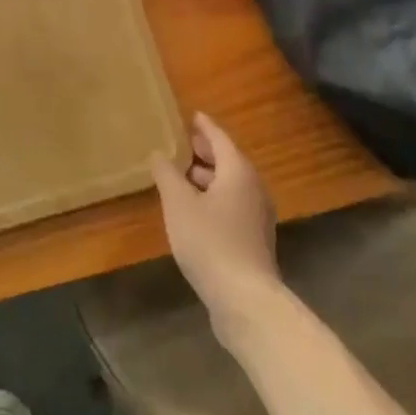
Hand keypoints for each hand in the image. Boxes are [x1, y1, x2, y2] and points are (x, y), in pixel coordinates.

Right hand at [149, 114, 280, 334]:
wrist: (245, 299)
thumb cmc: (210, 242)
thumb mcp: (179, 204)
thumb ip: (167, 175)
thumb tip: (158, 153)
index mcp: (238, 171)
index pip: (220, 138)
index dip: (204, 127)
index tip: (192, 115)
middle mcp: (253, 187)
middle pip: (228, 160)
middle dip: (205, 152)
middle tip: (183, 144)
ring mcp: (257, 215)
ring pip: (230, 185)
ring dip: (208, 177)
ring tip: (182, 176)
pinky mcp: (253, 239)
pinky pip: (232, 205)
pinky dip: (214, 197)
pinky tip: (195, 210)